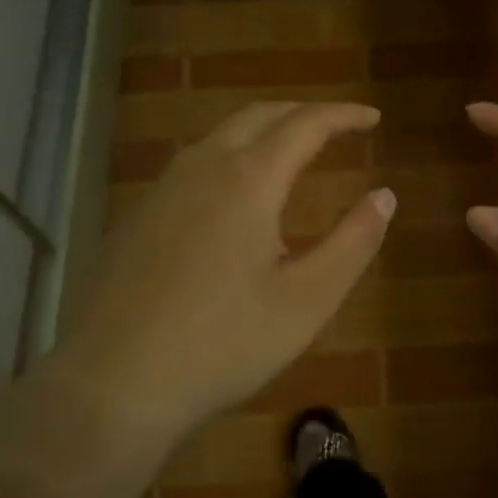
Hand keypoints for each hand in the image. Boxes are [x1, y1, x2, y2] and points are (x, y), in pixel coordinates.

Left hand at [51, 102, 393, 458]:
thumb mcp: (308, 300)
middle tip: (336, 127)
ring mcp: (162, 189)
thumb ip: (353, 242)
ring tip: (291, 153)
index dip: (343, 115)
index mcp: (249, 179)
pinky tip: (234, 197)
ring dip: (262, 131)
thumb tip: (385, 195)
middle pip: (258, 116)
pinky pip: (193, 164)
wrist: (113, 383)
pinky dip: (230, 157)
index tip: (373, 118)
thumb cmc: (224, 344)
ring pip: (219, 136)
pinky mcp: (137, 215)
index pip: (305, 124)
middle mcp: (202, 167)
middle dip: (302, 113)